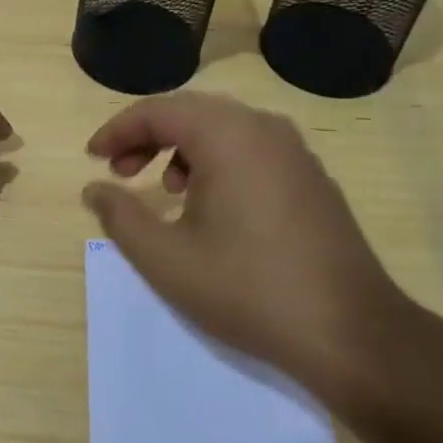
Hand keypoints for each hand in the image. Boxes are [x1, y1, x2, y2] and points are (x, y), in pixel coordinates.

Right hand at [82, 93, 413, 408]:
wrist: (350, 332)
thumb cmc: (247, 289)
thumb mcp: (166, 259)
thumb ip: (120, 217)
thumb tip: (94, 188)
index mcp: (227, 136)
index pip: (158, 111)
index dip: (117, 131)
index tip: (92, 158)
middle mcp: (263, 128)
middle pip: (191, 112)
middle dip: (148, 136)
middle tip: (120, 171)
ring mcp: (295, 151)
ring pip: (224, 128)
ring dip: (183, 147)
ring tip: (166, 189)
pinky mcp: (312, 177)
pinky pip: (252, 149)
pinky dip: (218, 161)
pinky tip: (212, 205)